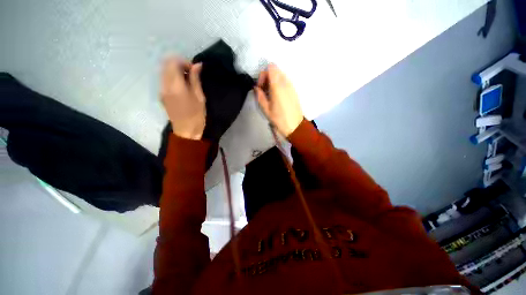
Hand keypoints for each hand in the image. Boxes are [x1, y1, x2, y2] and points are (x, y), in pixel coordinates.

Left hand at [161, 58, 205, 139]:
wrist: (186, 131)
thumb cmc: (196, 115)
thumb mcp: (199, 97)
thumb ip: (196, 79)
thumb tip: (197, 65)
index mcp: (175, 86)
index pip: (173, 63)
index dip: (183, 62)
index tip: (194, 69)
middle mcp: (164, 85)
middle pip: (166, 65)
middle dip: (178, 65)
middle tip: (191, 73)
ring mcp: (161, 90)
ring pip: (164, 72)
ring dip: (175, 71)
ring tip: (188, 80)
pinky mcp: (162, 95)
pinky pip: (164, 80)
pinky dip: (172, 78)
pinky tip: (182, 87)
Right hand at [254, 64, 303, 136]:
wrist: (295, 126)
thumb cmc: (279, 119)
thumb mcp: (266, 109)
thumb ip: (259, 96)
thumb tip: (256, 88)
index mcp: (278, 86)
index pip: (271, 67)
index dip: (263, 74)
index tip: (261, 86)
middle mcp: (286, 82)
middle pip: (276, 70)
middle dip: (268, 77)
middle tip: (264, 90)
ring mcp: (292, 86)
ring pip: (281, 75)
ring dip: (273, 81)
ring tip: (270, 94)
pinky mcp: (294, 91)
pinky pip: (285, 81)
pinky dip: (279, 85)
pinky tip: (277, 96)